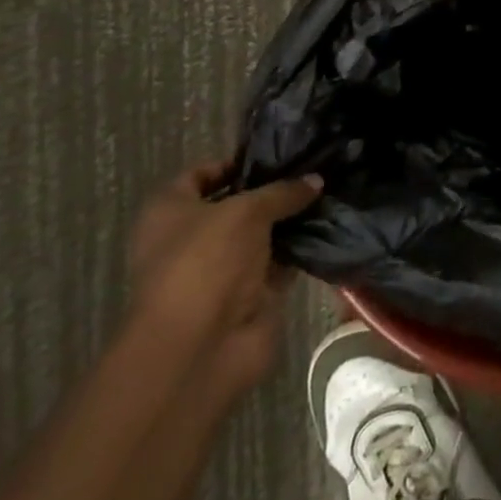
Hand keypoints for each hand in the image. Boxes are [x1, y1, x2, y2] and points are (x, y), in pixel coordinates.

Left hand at [127, 159, 321, 395]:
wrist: (201, 345)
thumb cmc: (206, 262)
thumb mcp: (246, 211)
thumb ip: (282, 192)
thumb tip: (315, 180)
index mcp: (169, 212)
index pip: (199, 175)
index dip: (234, 162)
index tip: (276, 153)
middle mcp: (191, 239)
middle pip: (236, 205)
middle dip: (272, 190)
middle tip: (314, 169)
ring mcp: (221, 269)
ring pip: (262, 234)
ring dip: (291, 219)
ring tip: (330, 191)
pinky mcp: (249, 295)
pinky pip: (280, 263)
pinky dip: (301, 249)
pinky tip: (331, 226)